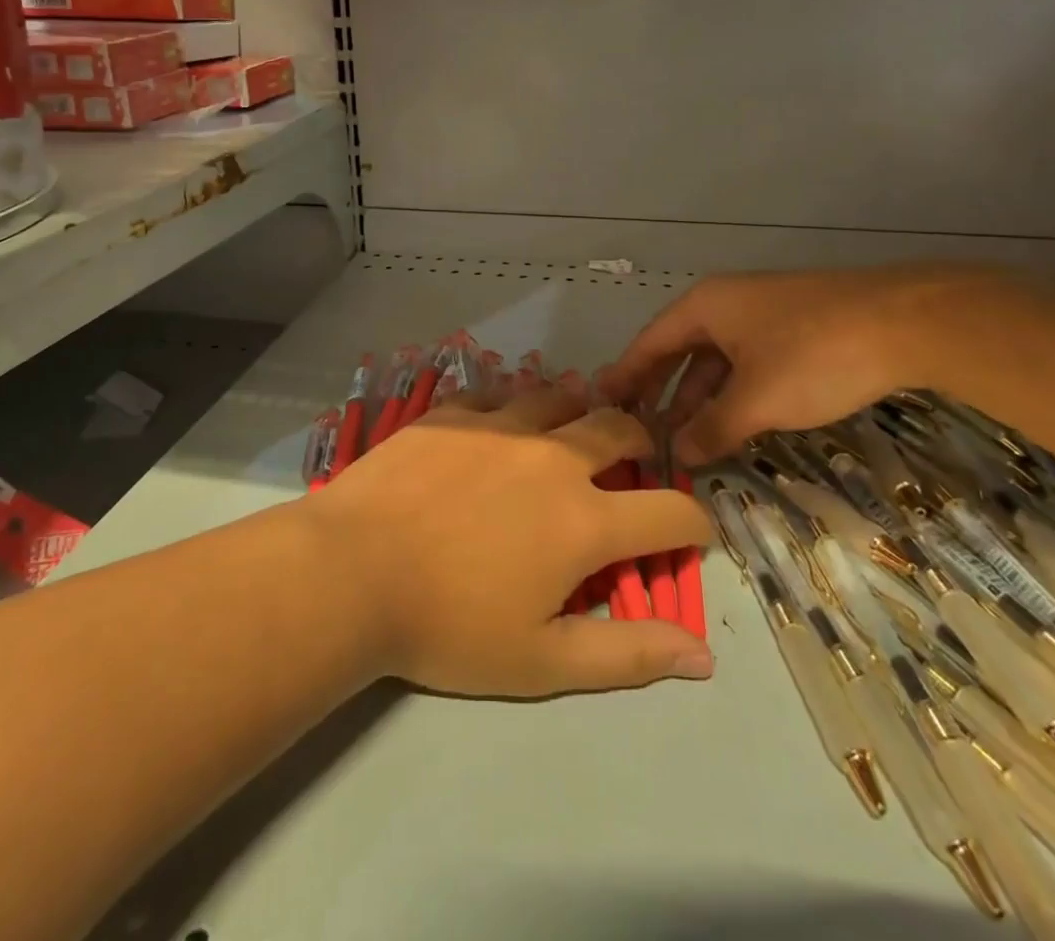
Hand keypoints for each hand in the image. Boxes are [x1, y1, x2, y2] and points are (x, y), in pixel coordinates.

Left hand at [306, 387, 713, 697]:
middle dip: (643, 442)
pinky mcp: (453, 412)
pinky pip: (498, 393)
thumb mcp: (542, 660)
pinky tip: (501, 421)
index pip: (671, 511)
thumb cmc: (447, 626)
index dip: (694, 523)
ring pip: (561, 396)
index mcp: (584, 520)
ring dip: (580, 410)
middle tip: (634, 460)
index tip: (690, 533)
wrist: (351, 571)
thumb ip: (628, 655)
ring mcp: (500, 425)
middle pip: (621, 427)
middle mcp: (553, 457)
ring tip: (574, 427)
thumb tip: (702, 656)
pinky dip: (514, 404)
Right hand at [602, 264, 990, 465]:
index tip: (601, 404)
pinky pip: (747, 362)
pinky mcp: (795, 329)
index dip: (625, 376)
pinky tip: (736, 422)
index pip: (649, 343)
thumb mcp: (756, 400)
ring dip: (699, 397)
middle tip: (640, 429)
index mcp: (704, 307)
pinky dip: (733, 392)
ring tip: (686, 438)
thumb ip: (713, 429)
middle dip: (661, 391)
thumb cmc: (814, 356)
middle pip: (679, 350)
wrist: (907, 322)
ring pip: (717, 360)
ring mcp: (763, 314)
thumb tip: (680, 456)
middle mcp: (726, 304)